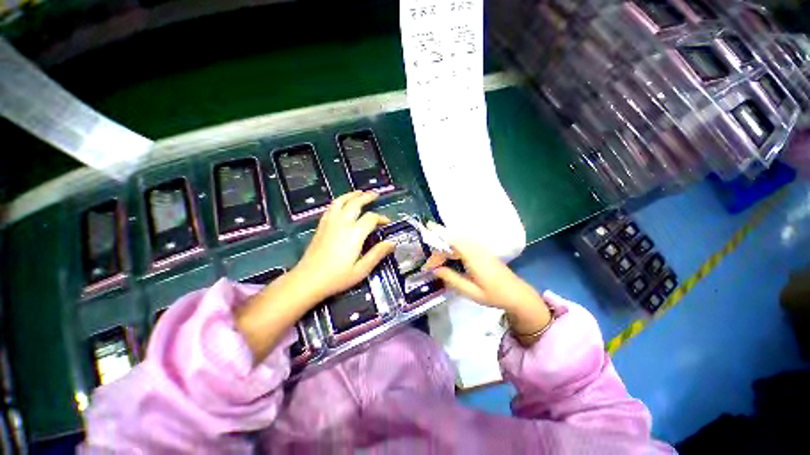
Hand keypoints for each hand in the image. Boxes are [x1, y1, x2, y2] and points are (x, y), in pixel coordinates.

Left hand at [290, 191, 395, 302]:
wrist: (308, 280)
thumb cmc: (337, 277)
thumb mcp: (361, 269)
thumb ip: (377, 254)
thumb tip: (392, 242)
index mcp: (354, 234)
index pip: (371, 218)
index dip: (381, 218)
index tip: (387, 222)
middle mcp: (342, 224)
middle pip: (355, 204)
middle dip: (366, 197)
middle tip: (375, 194)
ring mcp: (329, 223)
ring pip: (340, 202)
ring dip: (351, 195)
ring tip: (359, 192)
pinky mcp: (321, 226)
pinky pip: (330, 208)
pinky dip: (338, 202)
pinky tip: (341, 203)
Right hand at [425, 223, 549, 336]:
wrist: (516, 293)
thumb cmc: (494, 294)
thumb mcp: (471, 291)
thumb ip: (451, 279)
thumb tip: (435, 270)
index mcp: (473, 256)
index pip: (449, 245)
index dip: (436, 254)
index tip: (427, 268)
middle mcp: (475, 247)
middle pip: (451, 241)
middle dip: (437, 251)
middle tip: (430, 267)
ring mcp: (479, 247)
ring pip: (455, 241)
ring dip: (443, 249)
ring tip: (436, 263)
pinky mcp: (480, 250)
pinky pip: (461, 244)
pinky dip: (451, 249)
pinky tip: (448, 258)